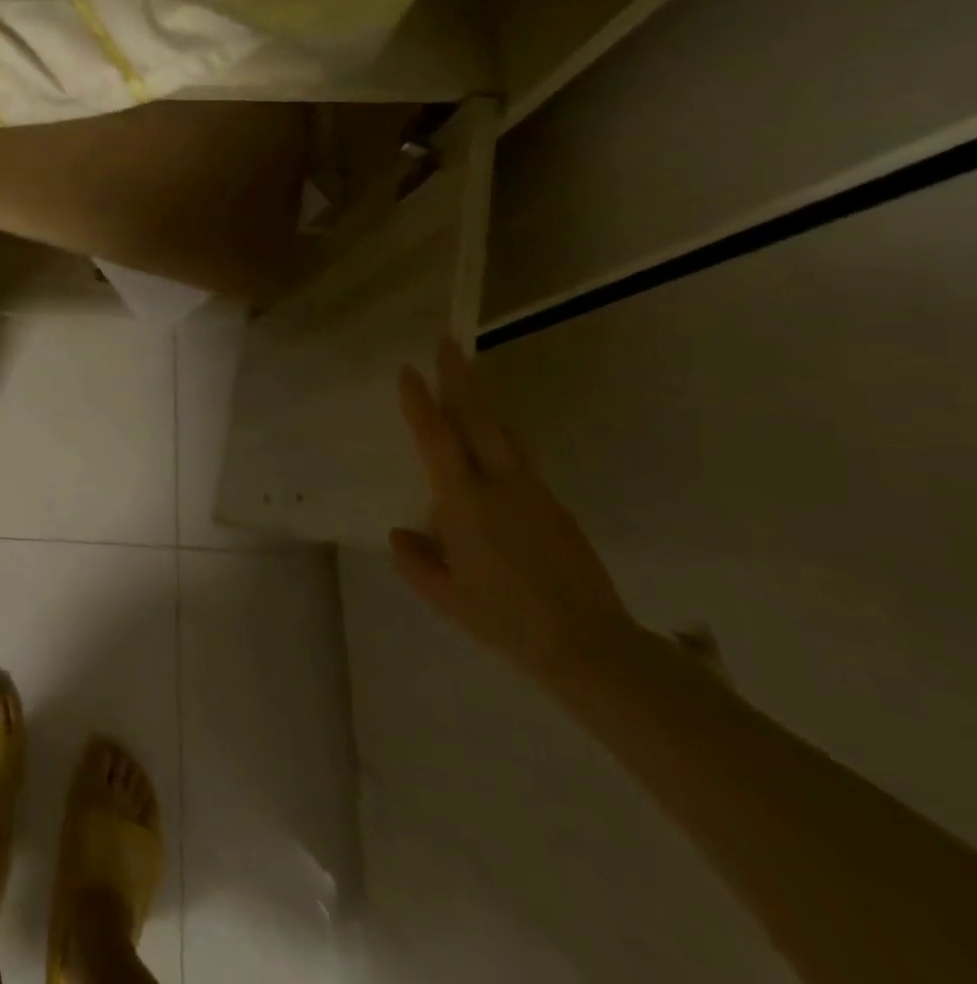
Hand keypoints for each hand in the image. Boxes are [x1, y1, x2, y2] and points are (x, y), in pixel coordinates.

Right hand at [392, 340, 637, 682]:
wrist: (589, 646)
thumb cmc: (503, 618)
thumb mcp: (443, 595)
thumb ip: (414, 559)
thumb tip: (402, 532)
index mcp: (464, 501)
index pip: (436, 439)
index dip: (421, 402)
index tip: (408, 369)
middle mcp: (499, 484)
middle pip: (478, 418)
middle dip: (461, 378)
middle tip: (448, 344)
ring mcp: (533, 492)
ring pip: (504, 432)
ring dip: (484, 401)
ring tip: (470, 378)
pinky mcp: (555, 506)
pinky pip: (520, 457)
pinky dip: (501, 435)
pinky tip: (494, 441)